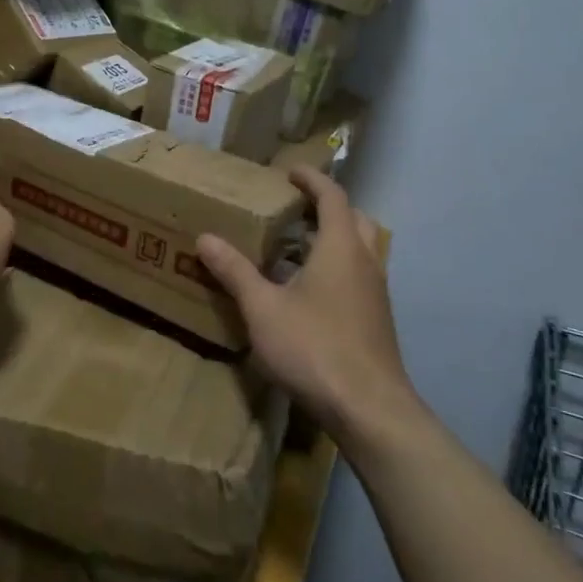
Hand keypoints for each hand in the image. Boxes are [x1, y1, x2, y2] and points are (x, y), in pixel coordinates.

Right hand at [197, 168, 415, 444]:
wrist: (370, 409)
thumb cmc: (314, 347)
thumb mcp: (263, 308)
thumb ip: (234, 271)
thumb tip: (206, 238)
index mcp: (341, 247)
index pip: (332, 197)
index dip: (312, 180)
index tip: (290, 172)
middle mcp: (365, 262)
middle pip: (353, 219)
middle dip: (326, 208)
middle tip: (293, 210)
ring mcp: (376, 293)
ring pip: (359, 250)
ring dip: (331, 240)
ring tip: (293, 250)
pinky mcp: (376, 320)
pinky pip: (358, 277)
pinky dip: (336, 268)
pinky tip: (306, 294)